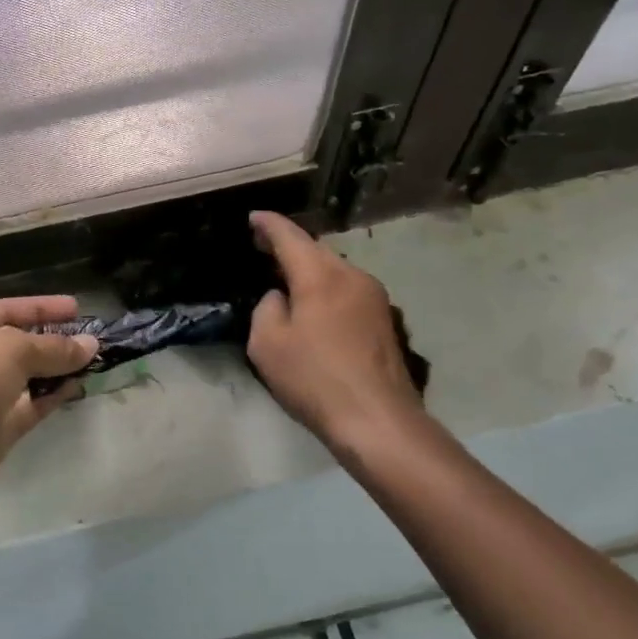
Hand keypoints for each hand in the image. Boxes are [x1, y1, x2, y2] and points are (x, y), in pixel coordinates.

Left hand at [0, 296, 97, 512]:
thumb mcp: (9, 349)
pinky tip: (78, 386)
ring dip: (57, 368)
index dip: (41, 307)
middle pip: (17, 343)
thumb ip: (51, 346)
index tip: (76, 308)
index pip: (5, 309)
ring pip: (27, 376)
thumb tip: (90, 345)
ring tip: (93, 360)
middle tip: (92, 337)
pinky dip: (52, 396)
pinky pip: (31, 405)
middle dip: (53, 339)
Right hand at [246, 211, 426, 459]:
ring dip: (310, 270)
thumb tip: (280, 298)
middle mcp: (352, 276)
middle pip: (316, 250)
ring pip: (335, 271)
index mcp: (320, 275)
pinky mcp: (385, 321)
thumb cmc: (315, 379)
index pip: (290, 236)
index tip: (253, 218)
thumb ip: (267, 308)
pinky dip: (326, 290)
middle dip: (289, 246)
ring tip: (287, 280)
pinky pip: (347, 291)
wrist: (378, 420)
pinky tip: (315, 309)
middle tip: (263, 248)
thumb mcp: (267, 344)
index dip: (268, 224)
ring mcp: (375, 298)